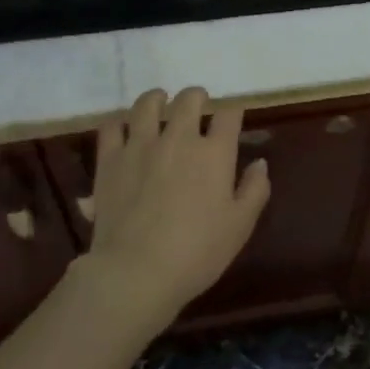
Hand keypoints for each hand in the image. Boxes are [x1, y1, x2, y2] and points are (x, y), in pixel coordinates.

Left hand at [82, 87, 270, 326]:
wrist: (137, 271)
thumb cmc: (198, 252)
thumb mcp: (240, 226)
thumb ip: (254, 190)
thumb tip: (259, 163)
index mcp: (214, 153)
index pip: (228, 115)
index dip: (233, 112)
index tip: (233, 118)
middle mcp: (178, 138)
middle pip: (189, 100)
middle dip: (197, 97)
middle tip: (198, 104)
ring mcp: (140, 145)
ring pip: (147, 104)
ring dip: (157, 98)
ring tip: (160, 101)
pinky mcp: (109, 160)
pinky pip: (111, 126)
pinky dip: (119, 121)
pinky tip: (124, 126)